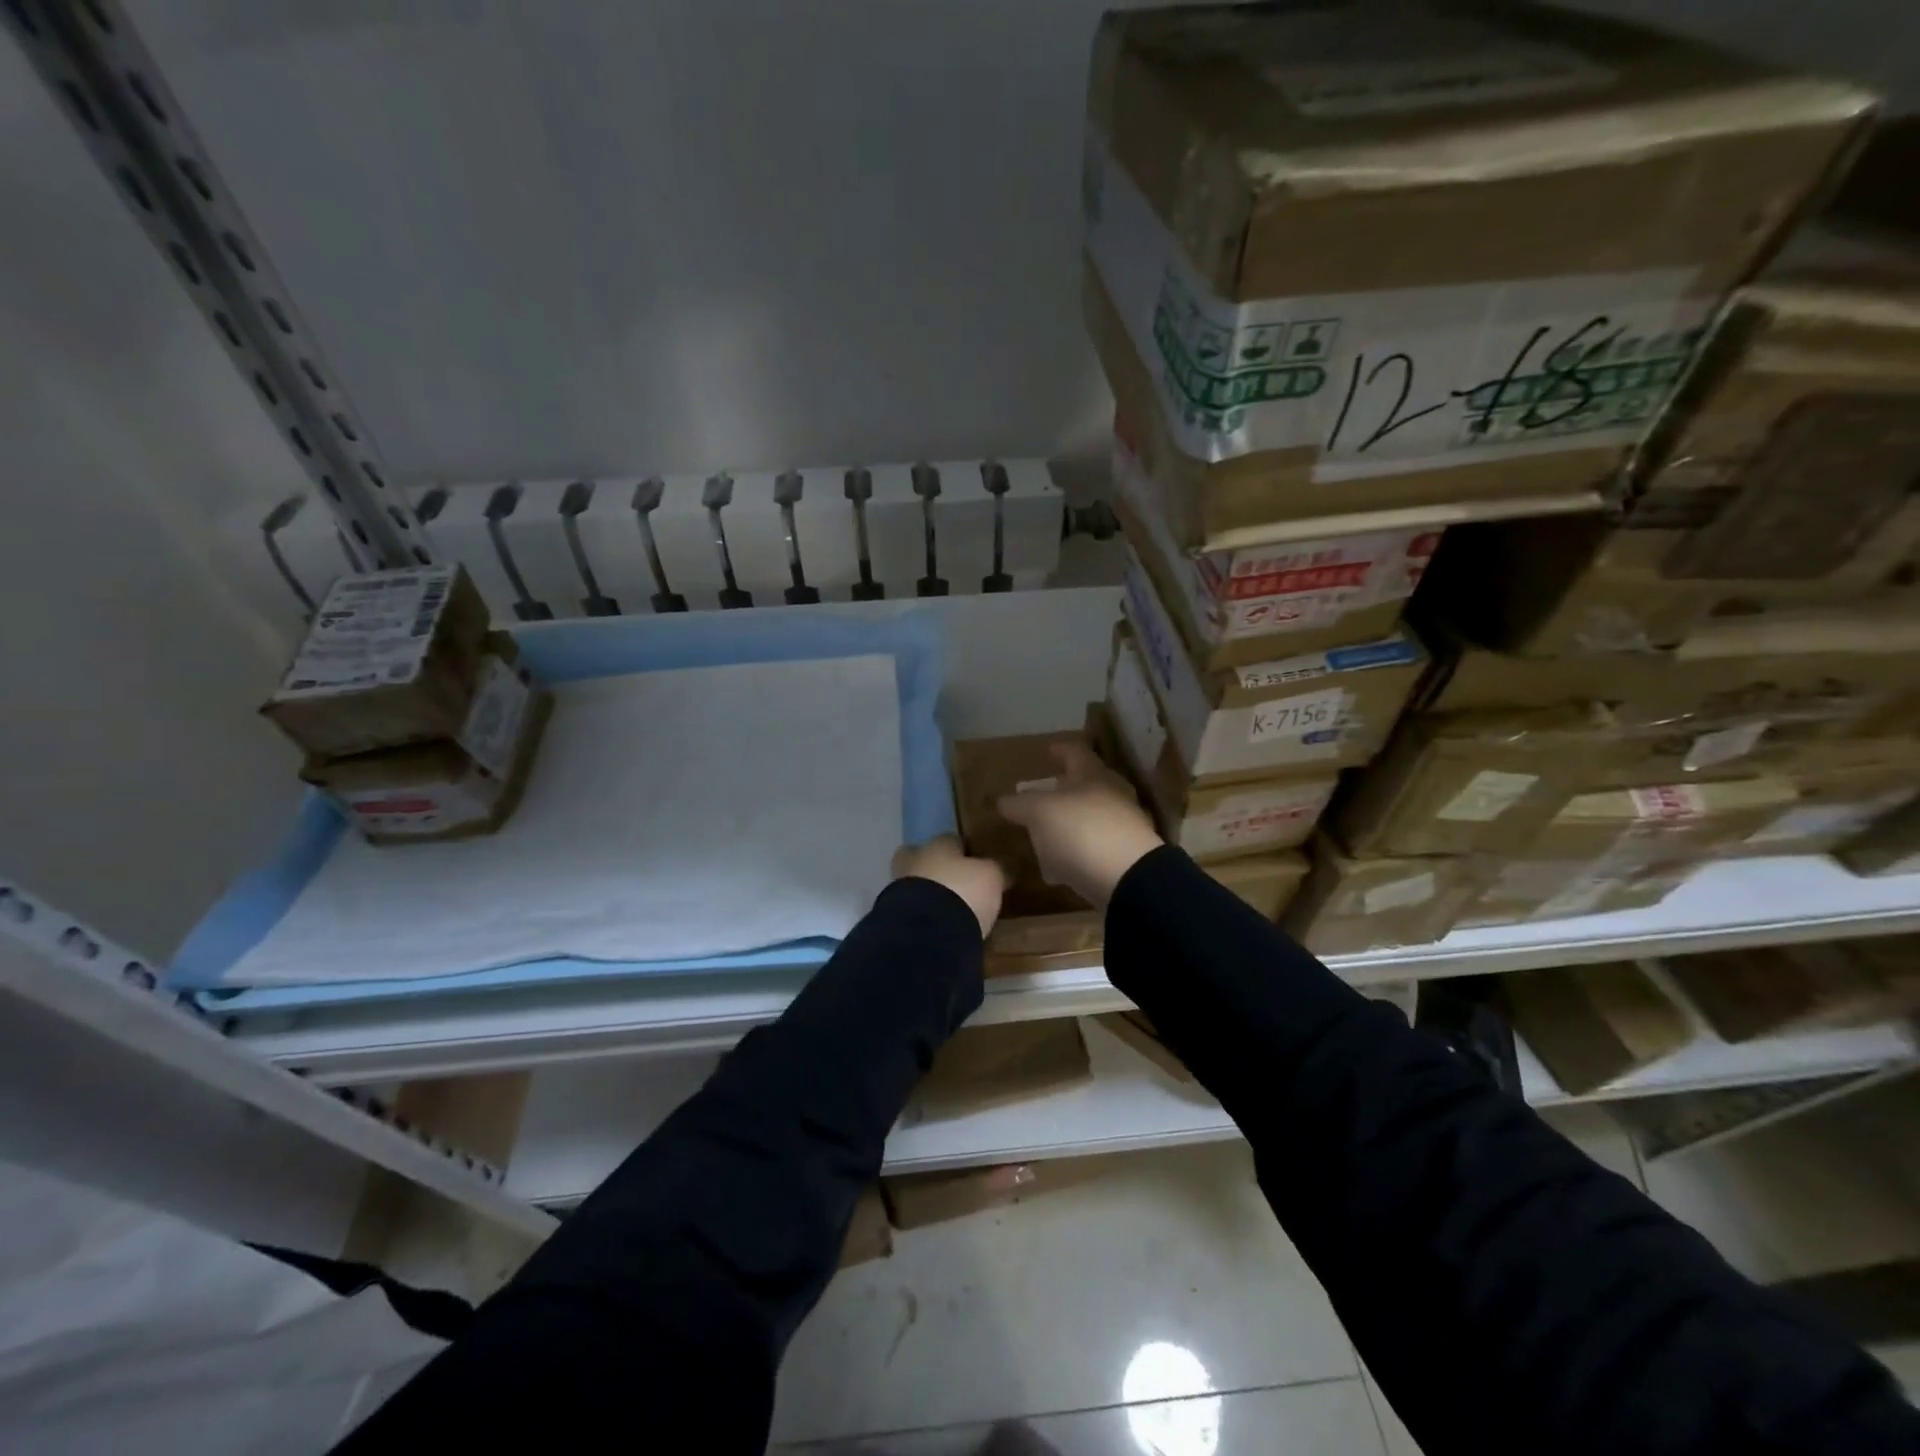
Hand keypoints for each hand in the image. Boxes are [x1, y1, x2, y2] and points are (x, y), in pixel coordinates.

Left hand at [891, 835, 1005, 937]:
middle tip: (954, 884)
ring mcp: (897, 889)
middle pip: (921, 858)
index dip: (963, 851)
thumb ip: (994, 870)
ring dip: (926, 895)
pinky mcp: (891, 917)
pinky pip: (910, 911)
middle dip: (934, 869)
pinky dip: (921, 916)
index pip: (950, 840)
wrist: (926, 933)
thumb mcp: (991, 877)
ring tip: (947, 911)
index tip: (974, 864)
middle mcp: (914, 860)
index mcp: (937, 844)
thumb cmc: (963, 892)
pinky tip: (936, 927)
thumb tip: (1001, 869)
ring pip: (913, 885)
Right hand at [997, 742, 1162, 908]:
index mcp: (1093, 774)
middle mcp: (1112, 794)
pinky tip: (1058, 867)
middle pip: (1086, 785)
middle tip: (1041, 796)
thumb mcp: (1039, 813)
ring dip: (1067, 824)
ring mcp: (1123, 826)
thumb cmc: (1081, 831)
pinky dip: (1076, 852)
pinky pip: (1094, 847)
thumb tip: (1003, 800)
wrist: (1128, 878)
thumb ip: (1020, 804)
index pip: (1075, 751)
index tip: (1048, 750)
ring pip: (1089, 817)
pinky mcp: (1125, 856)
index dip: (1060, 749)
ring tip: (1043, 836)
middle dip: (1063, 790)